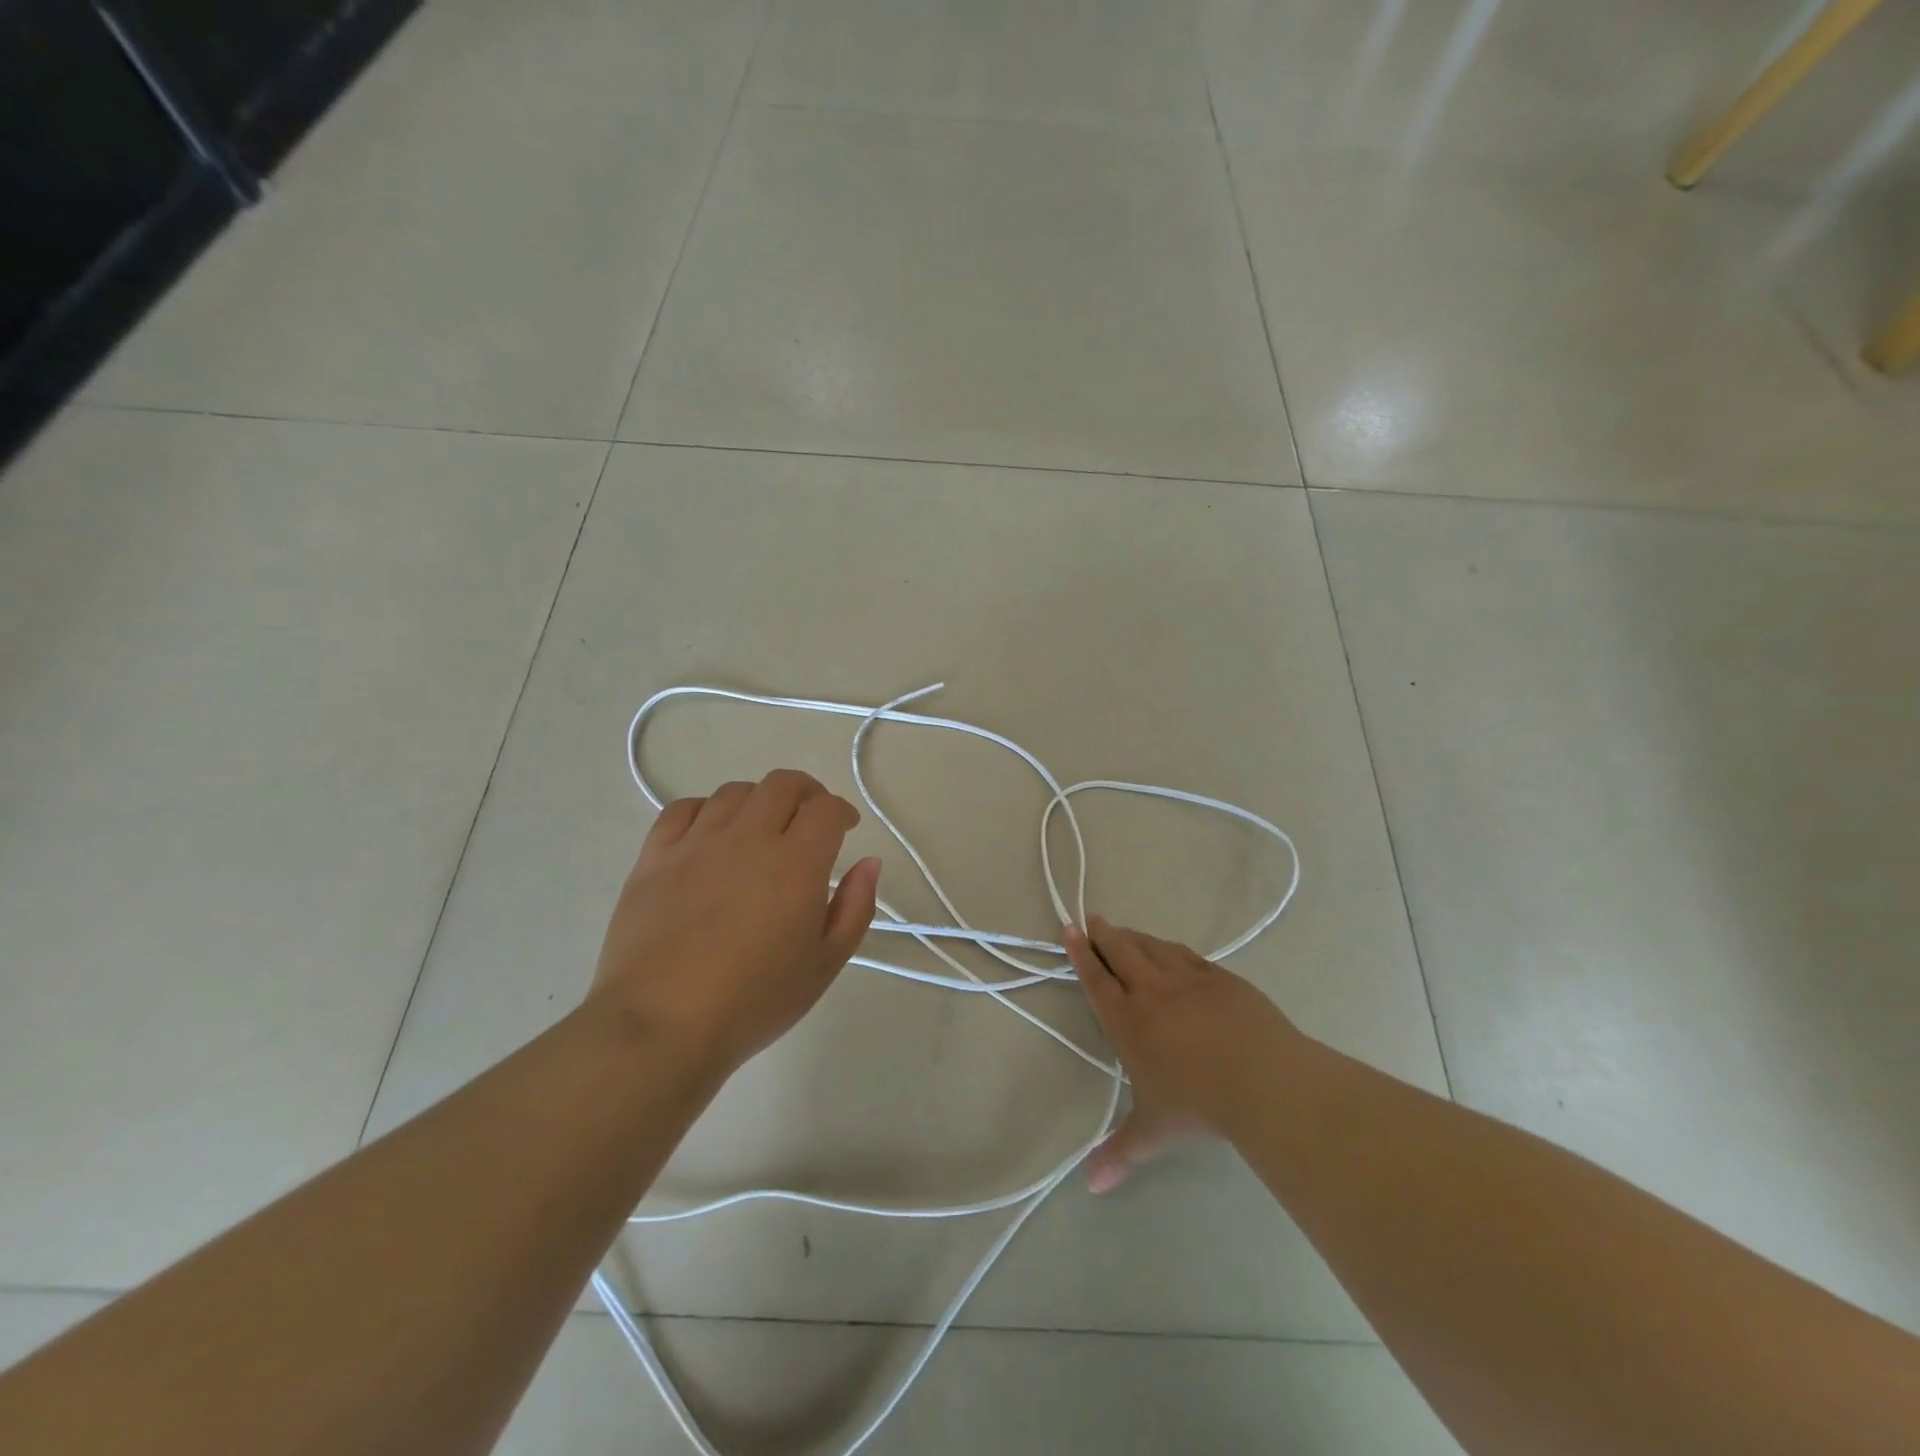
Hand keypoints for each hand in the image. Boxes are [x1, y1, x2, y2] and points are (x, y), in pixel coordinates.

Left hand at [590, 769, 880, 1080]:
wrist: (661, 1026)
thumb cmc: (755, 1001)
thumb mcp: (826, 964)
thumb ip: (856, 907)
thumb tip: (868, 862)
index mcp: (796, 863)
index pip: (826, 809)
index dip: (841, 811)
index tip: (846, 828)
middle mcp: (748, 838)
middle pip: (782, 785)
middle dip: (806, 792)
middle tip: (810, 818)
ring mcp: (697, 843)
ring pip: (735, 792)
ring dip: (759, 800)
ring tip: (761, 828)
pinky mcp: (655, 857)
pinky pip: (683, 809)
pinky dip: (706, 810)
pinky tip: (711, 833)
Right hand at [1065, 916, 1300, 1192]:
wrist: (1263, 1080)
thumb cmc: (1199, 1104)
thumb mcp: (1154, 1131)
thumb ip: (1121, 1152)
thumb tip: (1091, 1187)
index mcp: (1128, 1021)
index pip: (1097, 980)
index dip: (1081, 955)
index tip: (1070, 930)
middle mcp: (1152, 991)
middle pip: (1122, 952)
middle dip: (1105, 935)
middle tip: (1094, 919)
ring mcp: (1189, 980)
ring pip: (1154, 948)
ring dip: (1136, 937)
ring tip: (1126, 930)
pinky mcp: (1222, 979)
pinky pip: (1188, 956)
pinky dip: (1172, 949)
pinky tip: (1172, 950)